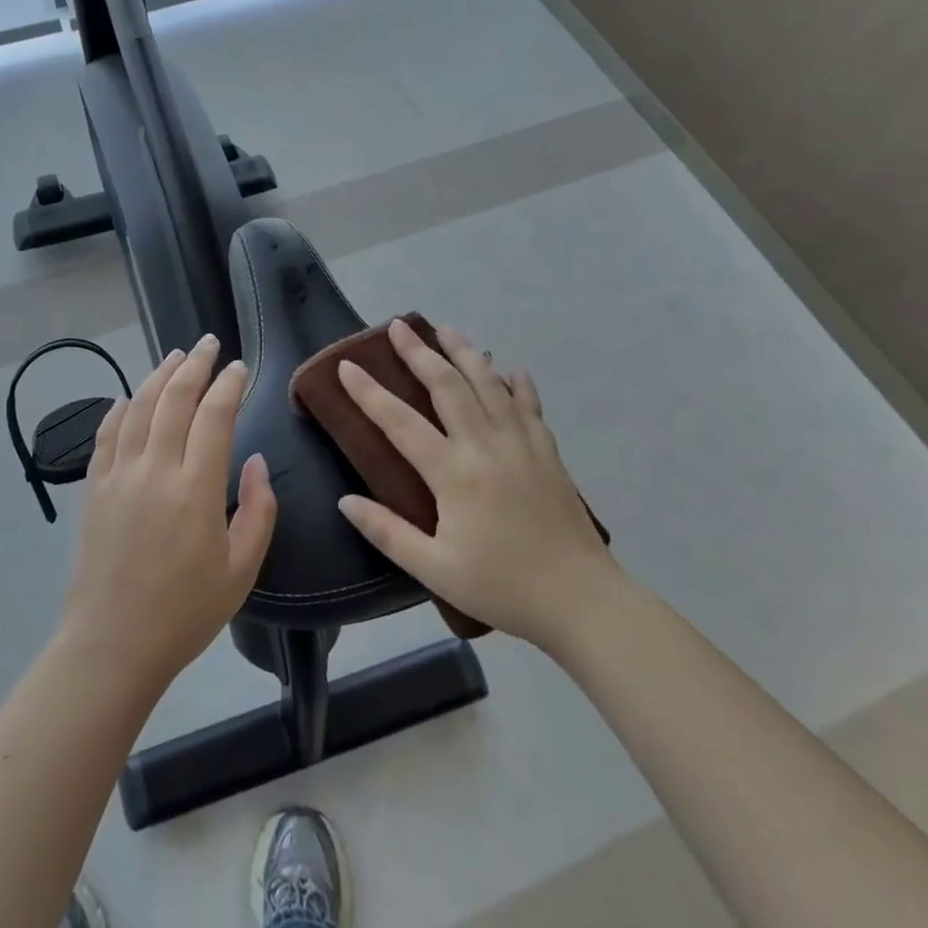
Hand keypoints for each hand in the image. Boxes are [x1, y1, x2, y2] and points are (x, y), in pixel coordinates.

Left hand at [60, 334, 277, 694]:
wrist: (113, 644)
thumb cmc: (186, 612)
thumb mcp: (242, 569)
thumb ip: (259, 510)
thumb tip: (255, 461)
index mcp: (196, 489)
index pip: (214, 416)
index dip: (229, 385)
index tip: (240, 368)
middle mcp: (155, 470)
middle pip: (174, 399)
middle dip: (195, 365)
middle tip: (209, 344)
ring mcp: (119, 476)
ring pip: (138, 407)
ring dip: (158, 376)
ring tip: (176, 357)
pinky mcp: (94, 488)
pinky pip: (105, 435)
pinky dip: (118, 409)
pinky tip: (128, 397)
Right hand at [335, 319, 619, 646]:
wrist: (581, 601)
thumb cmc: (501, 587)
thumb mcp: (435, 570)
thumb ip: (387, 533)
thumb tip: (345, 501)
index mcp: (453, 474)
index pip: (400, 423)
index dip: (369, 393)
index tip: (347, 366)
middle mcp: (485, 446)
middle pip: (447, 386)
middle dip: (419, 353)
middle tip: (399, 326)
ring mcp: (521, 444)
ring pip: (488, 385)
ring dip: (465, 353)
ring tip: (446, 329)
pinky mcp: (548, 453)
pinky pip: (530, 406)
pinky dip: (518, 384)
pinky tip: (511, 368)